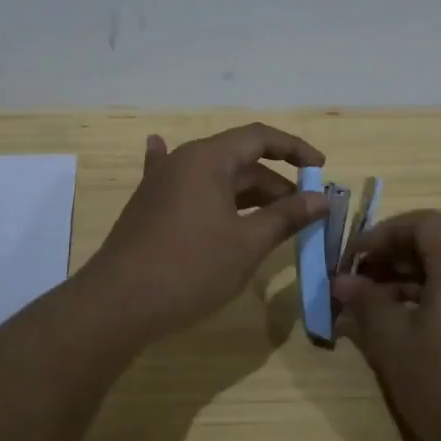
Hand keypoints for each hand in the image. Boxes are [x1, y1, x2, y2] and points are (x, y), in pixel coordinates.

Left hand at [87, 122, 327, 339]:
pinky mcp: (150, 209)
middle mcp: (182, 162)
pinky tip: (168, 154)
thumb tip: (320, 199)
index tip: (321, 169)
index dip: (294, 150)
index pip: (259, 137)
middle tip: (305, 215)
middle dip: (276, 185)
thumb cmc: (191, 268)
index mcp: (208, 159)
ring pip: (217, 181)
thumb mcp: (247, 243)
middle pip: (240, 161)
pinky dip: (199, 186)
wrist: (119, 303)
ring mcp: (161, 185)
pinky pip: (185, 190)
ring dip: (248, 196)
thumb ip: (286, 216)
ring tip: (275, 219)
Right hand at [333, 210, 440, 440]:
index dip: (383, 233)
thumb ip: (367, 305)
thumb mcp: (395, 344)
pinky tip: (408, 338)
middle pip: (435, 248)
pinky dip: (430, 306)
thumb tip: (343, 281)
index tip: (353, 260)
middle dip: (391, 260)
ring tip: (373, 315)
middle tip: (356, 287)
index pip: (422, 223)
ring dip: (407, 285)